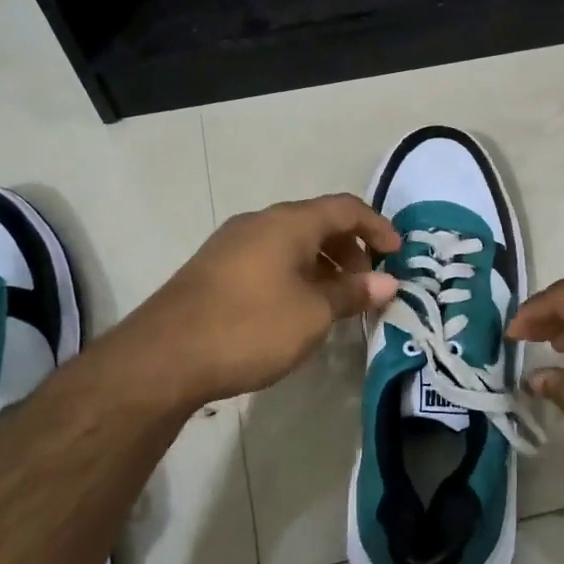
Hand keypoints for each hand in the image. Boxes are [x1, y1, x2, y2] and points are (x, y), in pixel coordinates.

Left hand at [124, 194, 401, 403]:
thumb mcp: (312, 314)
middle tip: (365, 287)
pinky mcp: (214, 268)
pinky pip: (268, 259)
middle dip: (349, 250)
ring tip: (334, 303)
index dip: (377, 227)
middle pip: (317, 223)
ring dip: (321, 265)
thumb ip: (352, 293)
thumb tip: (387, 282)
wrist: (164, 355)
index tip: (398, 253)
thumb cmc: (250, 327)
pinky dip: (294, 274)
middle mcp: (259, 222)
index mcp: (288, 222)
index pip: (345, 208)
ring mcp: (232, 244)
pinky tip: (296, 310)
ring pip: (290, 243)